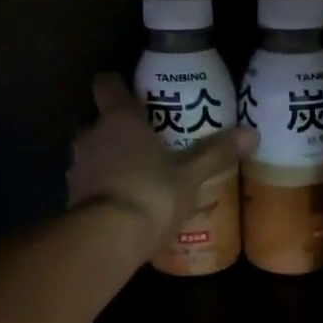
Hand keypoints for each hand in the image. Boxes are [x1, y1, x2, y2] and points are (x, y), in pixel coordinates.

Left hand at [67, 73, 255, 251]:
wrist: (108, 237)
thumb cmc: (152, 193)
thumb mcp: (191, 175)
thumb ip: (216, 153)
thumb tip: (252, 133)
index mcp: (119, 118)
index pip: (107, 85)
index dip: (118, 86)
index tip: (134, 94)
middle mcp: (91, 135)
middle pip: (101, 122)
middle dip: (120, 131)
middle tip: (148, 144)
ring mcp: (77, 167)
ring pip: (94, 154)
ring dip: (110, 162)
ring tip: (139, 179)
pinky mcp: (71, 198)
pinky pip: (91, 185)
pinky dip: (104, 190)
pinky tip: (126, 206)